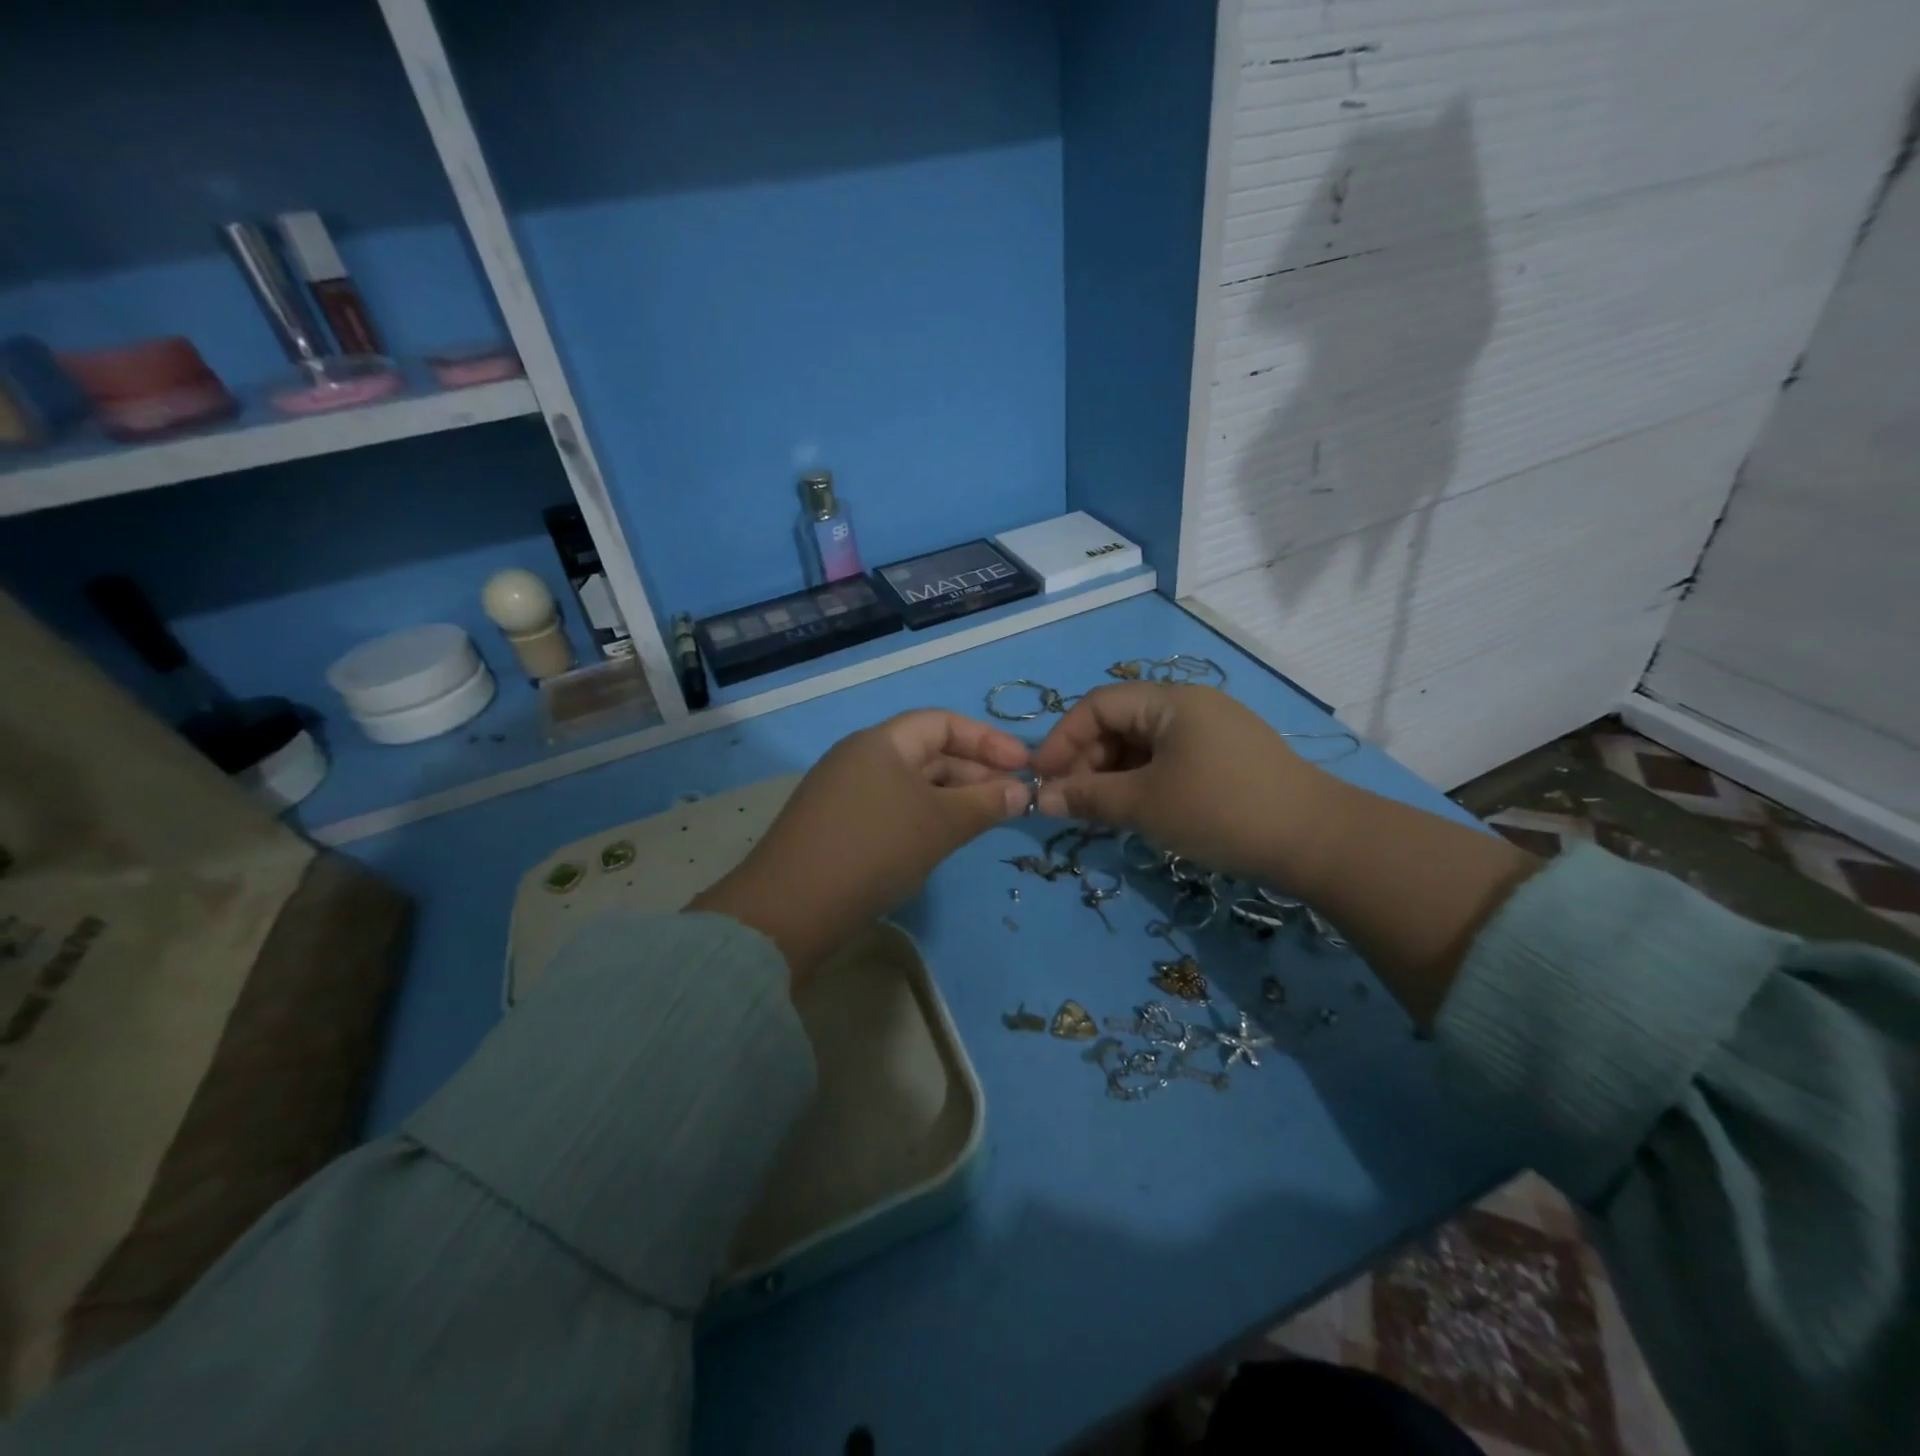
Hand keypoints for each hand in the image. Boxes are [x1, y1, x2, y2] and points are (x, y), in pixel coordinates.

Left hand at [689, 710, 1029, 979]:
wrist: (790, 910)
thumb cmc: (874, 849)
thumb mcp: (939, 824)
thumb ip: (984, 804)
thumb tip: (1021, 792)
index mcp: (880, 742)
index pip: (943, 722)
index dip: (987, 740)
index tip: (1023, 766)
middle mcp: (860, 758)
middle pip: (927, 752)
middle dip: (973, 772)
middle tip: (1011, 799)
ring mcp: (845, 793)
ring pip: (911, 785)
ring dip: (951, 798)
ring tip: (985, 821)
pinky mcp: (837, 827)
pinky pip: (892, 809)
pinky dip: (924, 818)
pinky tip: (942, 842)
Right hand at [1031, 683, 1334, 886]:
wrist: (1318, 841)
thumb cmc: (1221, 811)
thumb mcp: (1145, 805)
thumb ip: (1088, 798)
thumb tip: (1040, 798)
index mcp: (1169, 701)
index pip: (1097, 706)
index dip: (1063, 739)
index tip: (1042, 779)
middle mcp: (1189, 705)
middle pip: (1119, 723)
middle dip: (1087, 761)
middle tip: (1070, 803)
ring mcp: (1212, 731)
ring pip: (1143, 745)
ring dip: (1113, 775)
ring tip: (1099, 812)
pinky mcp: (1226, 758)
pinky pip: (1168, 760)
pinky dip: (1142, 782)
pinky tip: (1136, 811)